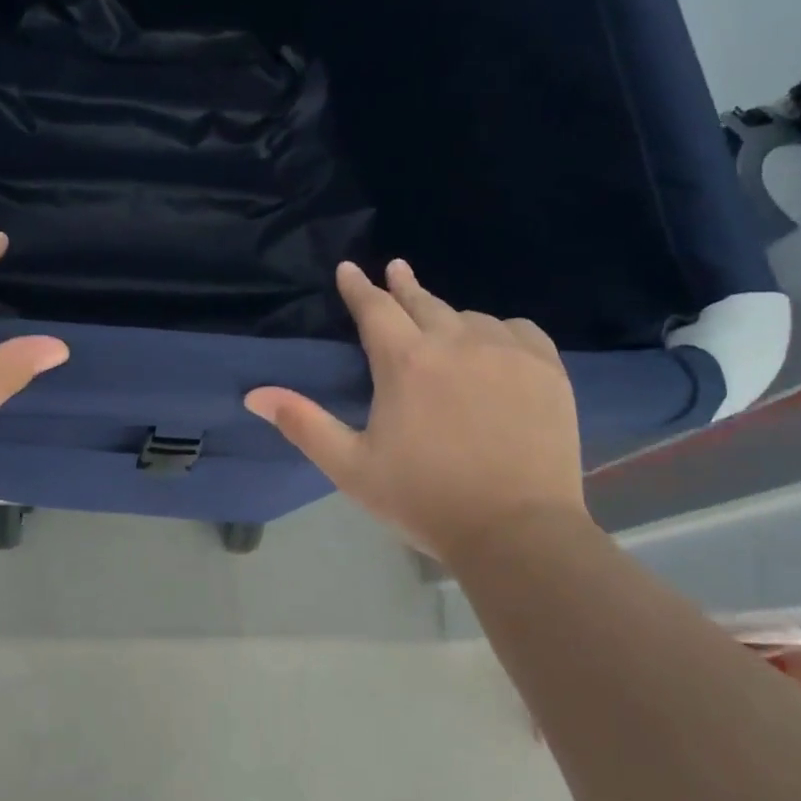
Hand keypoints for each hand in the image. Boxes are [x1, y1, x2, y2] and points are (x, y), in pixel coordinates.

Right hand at [245, 260, 585, 561]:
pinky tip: (495, 342)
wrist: (517, 532)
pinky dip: (499, 330)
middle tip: (395, 269)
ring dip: (449, 316)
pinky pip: (517, 330)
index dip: (358, 287)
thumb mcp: (352, 467)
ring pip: (470, 317)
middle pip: (423, 301)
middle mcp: (455, 342)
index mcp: (405, 362)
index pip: (374, 308)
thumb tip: (254, 394)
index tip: (349, 268)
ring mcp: (506, 352)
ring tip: (442, 325)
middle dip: (403, 285)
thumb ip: (303, 424)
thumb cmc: (425, 500)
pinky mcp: (546, 369)